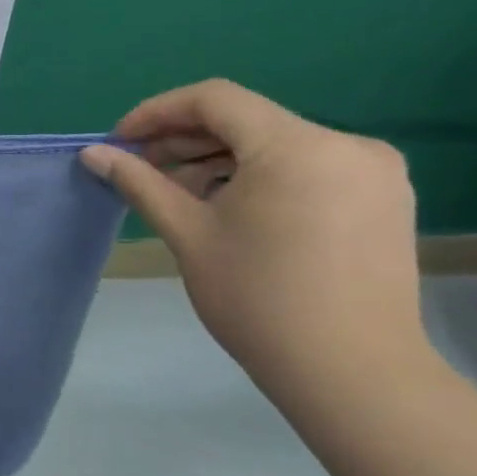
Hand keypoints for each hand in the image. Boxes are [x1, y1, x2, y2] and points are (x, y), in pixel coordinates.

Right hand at [81, 80, 428, 405]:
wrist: (354, 376)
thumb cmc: (259, 298)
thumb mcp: (188, 232)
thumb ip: (140, 182)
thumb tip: (92, 153)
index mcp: (298, 146)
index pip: (214, 99)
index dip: (157, 112)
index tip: (120, 142)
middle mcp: (346, 145)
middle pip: (247, 120)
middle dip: (185, 139)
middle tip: (140, 168)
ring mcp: (373, 173)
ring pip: (275, 144)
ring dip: (219, 159)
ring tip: (179, 192)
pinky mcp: (384, 200)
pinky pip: (306, 167)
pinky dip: (259, 175)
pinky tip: (228, 207)